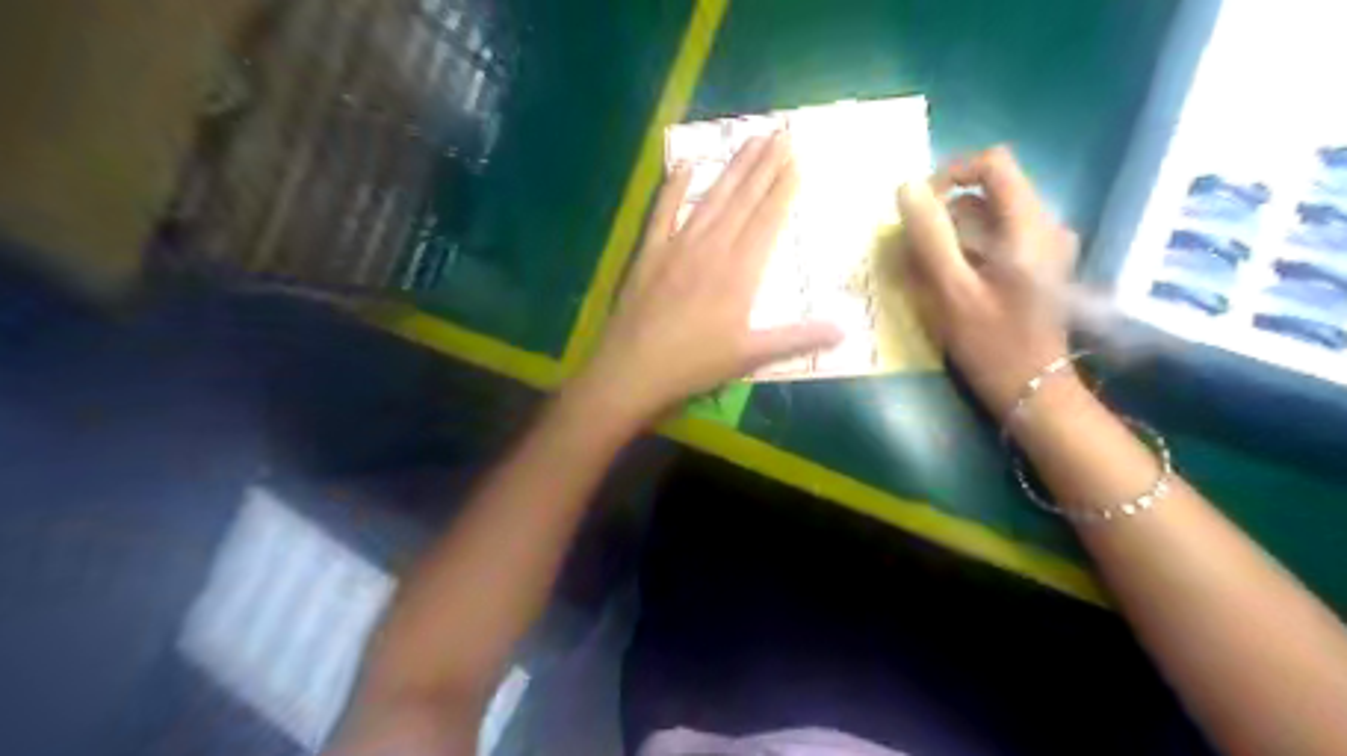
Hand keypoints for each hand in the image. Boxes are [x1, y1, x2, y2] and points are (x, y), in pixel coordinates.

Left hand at [567, 128, 837, 421]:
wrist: (634, 368)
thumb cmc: (695, 363)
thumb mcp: (751, 355)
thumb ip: (798, 339)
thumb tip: (845, 330)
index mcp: (740, 271)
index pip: (767, 219)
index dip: (783, 188)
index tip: (796, 158)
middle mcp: (712, 247)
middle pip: (743, 198)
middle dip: (764, 164)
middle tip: (781, 131)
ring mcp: (678, 245)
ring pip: (711, 198)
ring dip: (732, 167)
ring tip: (750, 139)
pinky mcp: (650, 252)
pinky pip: (663, 210)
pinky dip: (675, 186)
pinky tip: (686, 163)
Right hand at [899, 144, 1080, 416]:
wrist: (1032, 390)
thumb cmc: (991, 343)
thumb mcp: (951, 290)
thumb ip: (929, 236)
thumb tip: (906, 187)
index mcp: (1028, 225)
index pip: (992, 163)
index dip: (950, 175)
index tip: (920, 209)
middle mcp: (1044, 226)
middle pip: (986, 194)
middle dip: (944, 217)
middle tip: (916, 255)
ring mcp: (1044, 247)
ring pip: (988, 219)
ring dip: (951, 238)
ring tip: (928, 276)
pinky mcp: (1037, 266)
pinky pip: (995, 241)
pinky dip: (967, 253)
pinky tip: (952, 286)